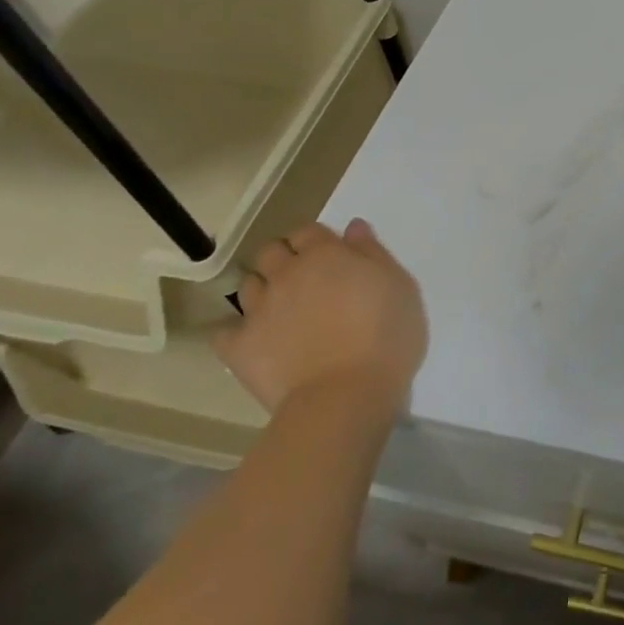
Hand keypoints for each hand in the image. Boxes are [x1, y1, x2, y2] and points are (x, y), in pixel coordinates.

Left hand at [217, 219, 427, 417]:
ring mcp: (258, 310)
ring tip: (282, 310)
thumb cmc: (386, 336)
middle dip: (284, 258)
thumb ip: (373, 253)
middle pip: (271, 251)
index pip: (308, 231)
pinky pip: (223, 331)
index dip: (317, 241)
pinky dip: (236, 331)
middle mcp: (286, 275)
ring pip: (247, 285)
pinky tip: (254, 340)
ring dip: (263, 290)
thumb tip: (352, 228)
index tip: (332, 257)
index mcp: (325, 256)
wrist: (346, 395)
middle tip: (305, 280)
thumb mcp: (400, 287)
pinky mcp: (239, 348)